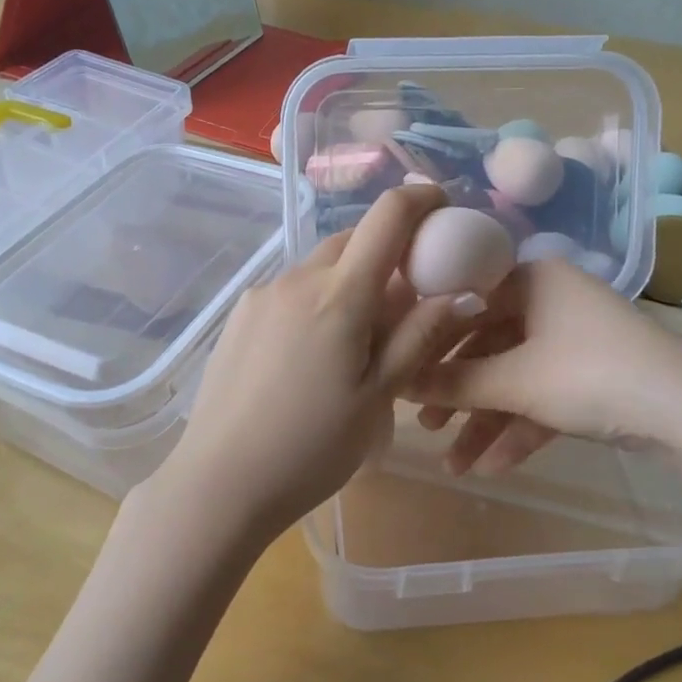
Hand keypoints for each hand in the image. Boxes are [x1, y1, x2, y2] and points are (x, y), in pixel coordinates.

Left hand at [159, 185, 482, 537]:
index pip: (386, 217)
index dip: (420, 199)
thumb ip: (419, 337)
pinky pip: (291, 291)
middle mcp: (297, 279)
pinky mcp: (239, 315)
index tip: (442, 205)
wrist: (219, 483)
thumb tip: (463, 292)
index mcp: (338, 294)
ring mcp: (261, 295)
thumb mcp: (378, 398)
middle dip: (385, 253)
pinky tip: (312, 354)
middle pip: (351, 241)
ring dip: (348, 282)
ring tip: (356, 341)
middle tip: (405, 301)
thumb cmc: (311, 447)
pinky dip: (316, 301)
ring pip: (320, 268)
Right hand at [407, 257, 681, 475]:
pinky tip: (494, 468)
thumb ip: (455, 383)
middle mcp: (552, 300)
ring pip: (516, 378)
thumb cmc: (591, 374)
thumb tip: (396, 381)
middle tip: (424, 426)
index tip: (402, 372)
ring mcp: (576, 340)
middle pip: (489, 347)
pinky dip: (521, 429)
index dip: (431, 340)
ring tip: (454, 466)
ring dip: (486, 422)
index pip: (466, 303)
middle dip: (458, 394)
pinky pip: (545, 397)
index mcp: (533, 279)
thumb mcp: (516, 381)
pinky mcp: (595, 376)